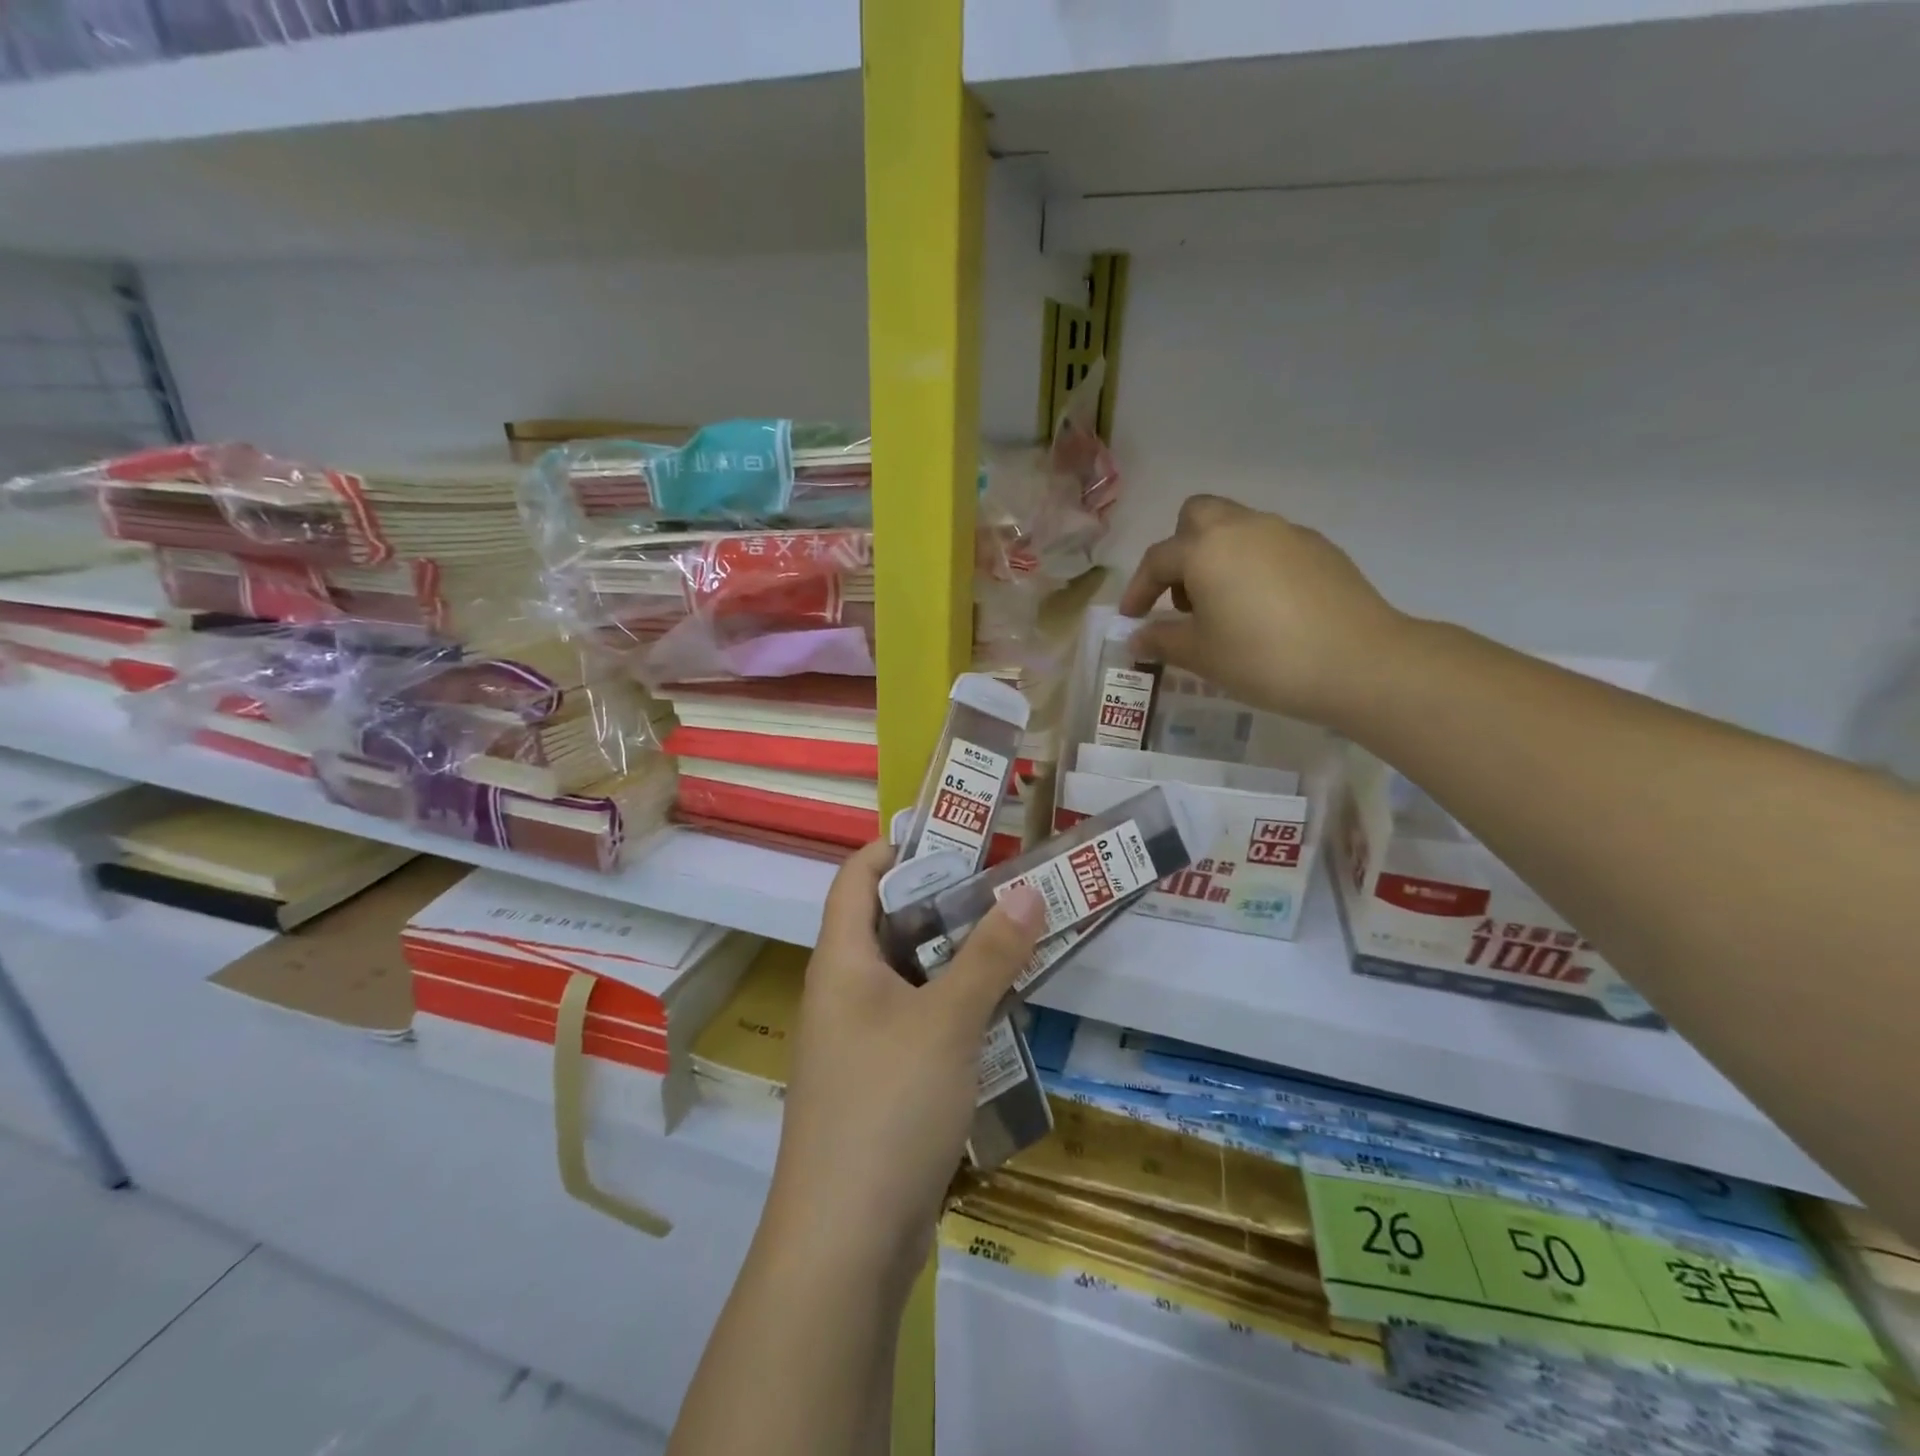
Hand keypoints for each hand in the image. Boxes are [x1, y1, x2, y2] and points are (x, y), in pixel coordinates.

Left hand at [766, 843, 1046, 1283]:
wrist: (845, 1243)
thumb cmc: (886, 1107)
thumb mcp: (946, 1021)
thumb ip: (990, 955)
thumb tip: (1028, 889)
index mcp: (841, 962)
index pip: (857, 877)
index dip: (896, 844)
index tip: (953, 830)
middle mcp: (844, 993)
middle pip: (890, 924)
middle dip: (944, 900)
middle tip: (1004, 882)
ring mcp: (861, 1042)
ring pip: (912, 977)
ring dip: (958, 957)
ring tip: (1016, 935)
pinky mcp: (882, 1084)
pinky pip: (921, 1024)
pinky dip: (956, 1007)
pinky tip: (1002, 1010)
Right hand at [1119, 494, 1411, 730]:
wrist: (1359, 662)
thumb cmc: (1263, 658)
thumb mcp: (1201, 656)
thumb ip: (1162, 641)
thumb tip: (1136, 638)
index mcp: (1206, 548)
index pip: (1157, 560)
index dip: (1138, 590)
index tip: (1132, 619)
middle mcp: (1243, 527)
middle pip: (1197, 516)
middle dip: (1180, 551)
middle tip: (1182, 598)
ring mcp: (1286, 533)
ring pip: (1236, 528)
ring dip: (1217, 557)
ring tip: (1223, 608)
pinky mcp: (1320, 548)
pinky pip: (1270, 546)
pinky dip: (1254, 566)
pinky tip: (1265, 609)